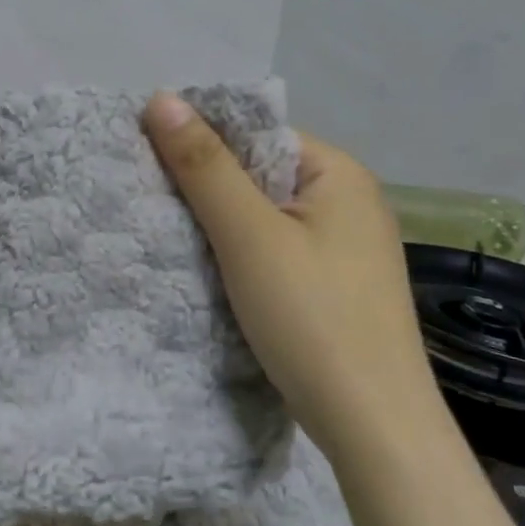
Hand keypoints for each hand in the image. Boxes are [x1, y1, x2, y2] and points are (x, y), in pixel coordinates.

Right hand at [142, 92, 439, 453]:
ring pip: (266, 217)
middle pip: (260, 174)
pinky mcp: (337, 286)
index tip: (149, 161)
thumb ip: (204, 166)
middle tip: (152, 201)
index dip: (203, 142)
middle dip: (208, 187)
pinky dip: (244, 256)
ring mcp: (347, 247)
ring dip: (222, 225)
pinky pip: (278, 251)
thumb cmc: (312, 318)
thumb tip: (160, 97)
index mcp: (338, 173)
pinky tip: (212, 273)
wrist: (375, 428)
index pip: (257, 134)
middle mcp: (350, 201)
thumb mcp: (249, 236)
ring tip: (171, 236)